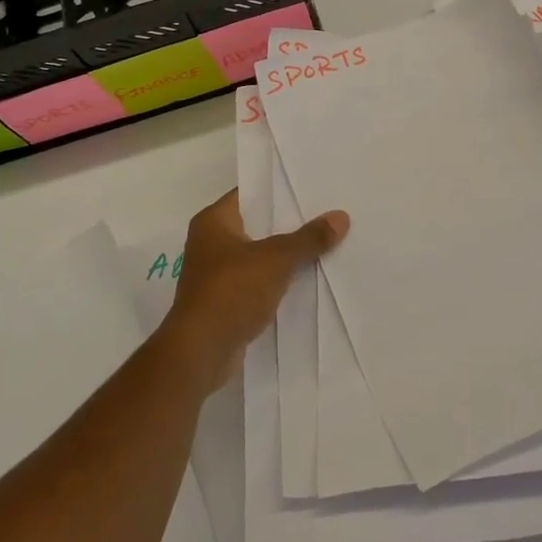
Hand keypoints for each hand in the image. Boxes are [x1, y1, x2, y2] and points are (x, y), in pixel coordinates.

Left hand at [158, 189, 348, 395]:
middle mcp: (211, 242)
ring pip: (260, 254)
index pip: (251, 193)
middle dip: (290, 222)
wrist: (199, 354)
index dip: (281, 190)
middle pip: (258, 224)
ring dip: (286, 254)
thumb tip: (341, 217)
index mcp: (213, 221)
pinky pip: (258, 280)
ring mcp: (217, 273)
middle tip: (327, 212)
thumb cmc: (230, 292)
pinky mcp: (226, 300)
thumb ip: (308, 238)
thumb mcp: (275, 260)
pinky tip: (308, 278)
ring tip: (325, 242)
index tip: (313, 186)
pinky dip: (278, 279)